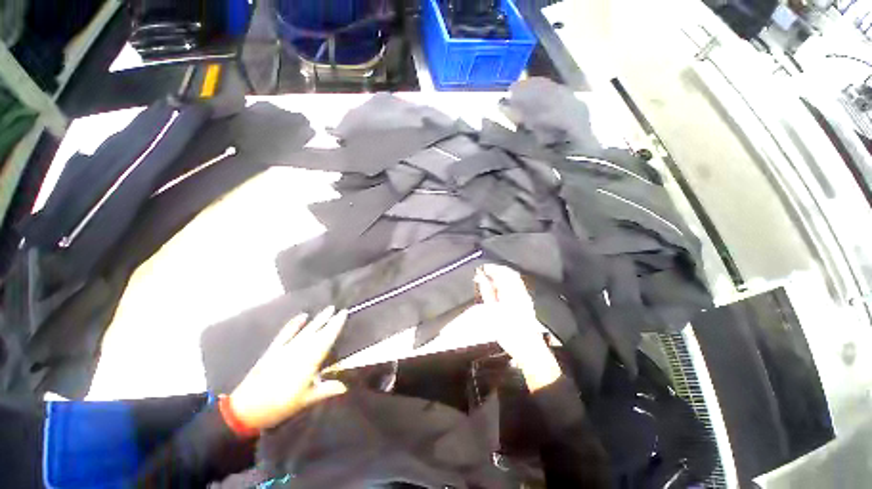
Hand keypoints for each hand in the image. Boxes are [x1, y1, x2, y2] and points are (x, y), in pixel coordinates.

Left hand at [229, 306, 347, 429]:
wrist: (246, 409)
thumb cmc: (279, 406)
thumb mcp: (305, 401)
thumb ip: (326, 390)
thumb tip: (345, 386)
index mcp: (308, 362)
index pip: (326, 340)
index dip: (335, 326)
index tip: (343, 314)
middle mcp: (298, 352)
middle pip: (317, 332)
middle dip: (329, 320)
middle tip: (339, 309)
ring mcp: (285, 349)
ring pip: (305, 331)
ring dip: (317, 320)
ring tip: (327, 309)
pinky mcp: (273, 350)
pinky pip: (286, 333)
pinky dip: (294, 324)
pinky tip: (302, 316)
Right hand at [474, 264, 561, 390]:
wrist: (528, 348)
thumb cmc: (508, 333)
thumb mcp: (492, 312)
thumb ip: (487, 292)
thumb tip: (481, 278)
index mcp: (511, 293)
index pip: (501, 272)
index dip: (491, 268)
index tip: (482, 269)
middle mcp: (520, 291)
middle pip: (509, 273)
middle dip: (496, 270)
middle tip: (485, 273)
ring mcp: (525, 295)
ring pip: (514, 278)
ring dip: (502, 275)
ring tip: (491, 280)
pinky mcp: (527, 301)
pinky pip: (517, 285)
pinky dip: (508, 282)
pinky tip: (500, 288)